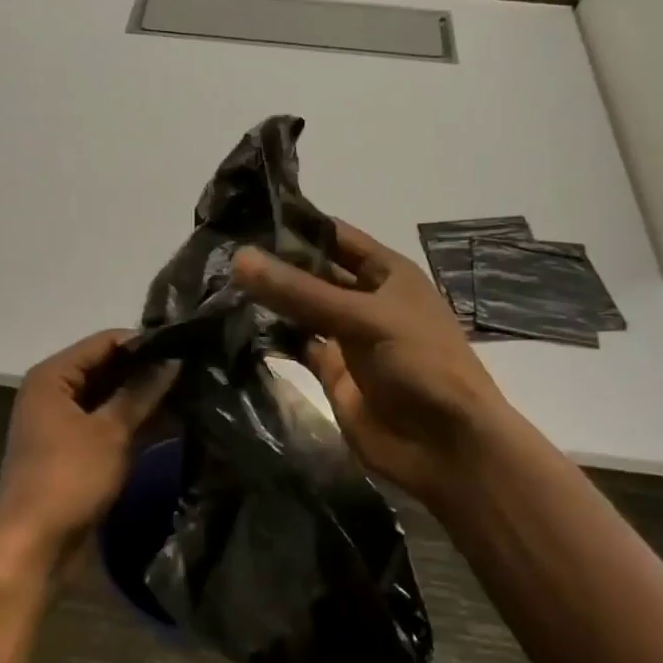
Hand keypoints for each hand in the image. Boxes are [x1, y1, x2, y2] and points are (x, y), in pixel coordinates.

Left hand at [0, 330, 178, 574]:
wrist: (35, 547)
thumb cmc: (68, 478)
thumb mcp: (110, 432)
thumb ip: (141, 392)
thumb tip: (173, 359)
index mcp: (52, 377)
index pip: (104, 342)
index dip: (143, 343)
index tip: (184, 345)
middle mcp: (55, 393)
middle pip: (107, 368)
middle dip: (147, 370)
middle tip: (194, 368)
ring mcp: (65, 424)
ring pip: (111, 398)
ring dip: (145, 397)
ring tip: (193, 390)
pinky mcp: (77, 451)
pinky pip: (110, 425)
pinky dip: (137, 422)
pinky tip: (175, 420)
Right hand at [232, 222, 508, 509]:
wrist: (445, 447)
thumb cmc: (420, 365)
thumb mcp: (363, 318)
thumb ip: (300, 292)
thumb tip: (239, 258)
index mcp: (387, 273)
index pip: (335, 236)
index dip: (295, 224)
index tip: (243, 214)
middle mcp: (366, 299)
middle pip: (314, 272)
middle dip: (275, 263)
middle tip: (218, 250)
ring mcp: (348, 337)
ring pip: (301, 309)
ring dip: (269, 299)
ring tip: (217, 282)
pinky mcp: (333, 372)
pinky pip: (297, 346)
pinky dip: (271, 338)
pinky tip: (234, 326)